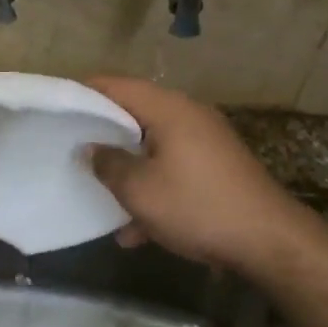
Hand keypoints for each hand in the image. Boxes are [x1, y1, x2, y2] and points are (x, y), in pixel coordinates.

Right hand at [84, 76, 327, 271]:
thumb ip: (108, 164)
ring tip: (100, 193)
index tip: (58, 106)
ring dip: (128, 170)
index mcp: (169, 109)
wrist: (268, 241)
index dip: (85, 92)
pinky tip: (136, 231)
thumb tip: (91, 149)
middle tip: (72, 147)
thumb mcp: (140, 190)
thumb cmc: (196, 206)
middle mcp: (189, 116)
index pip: (117, 85)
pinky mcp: (217, 169)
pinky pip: (173, 169)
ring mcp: (207, 143)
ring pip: (154, 147)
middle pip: (136, 114)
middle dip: (104, 134)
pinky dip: (154, 189)